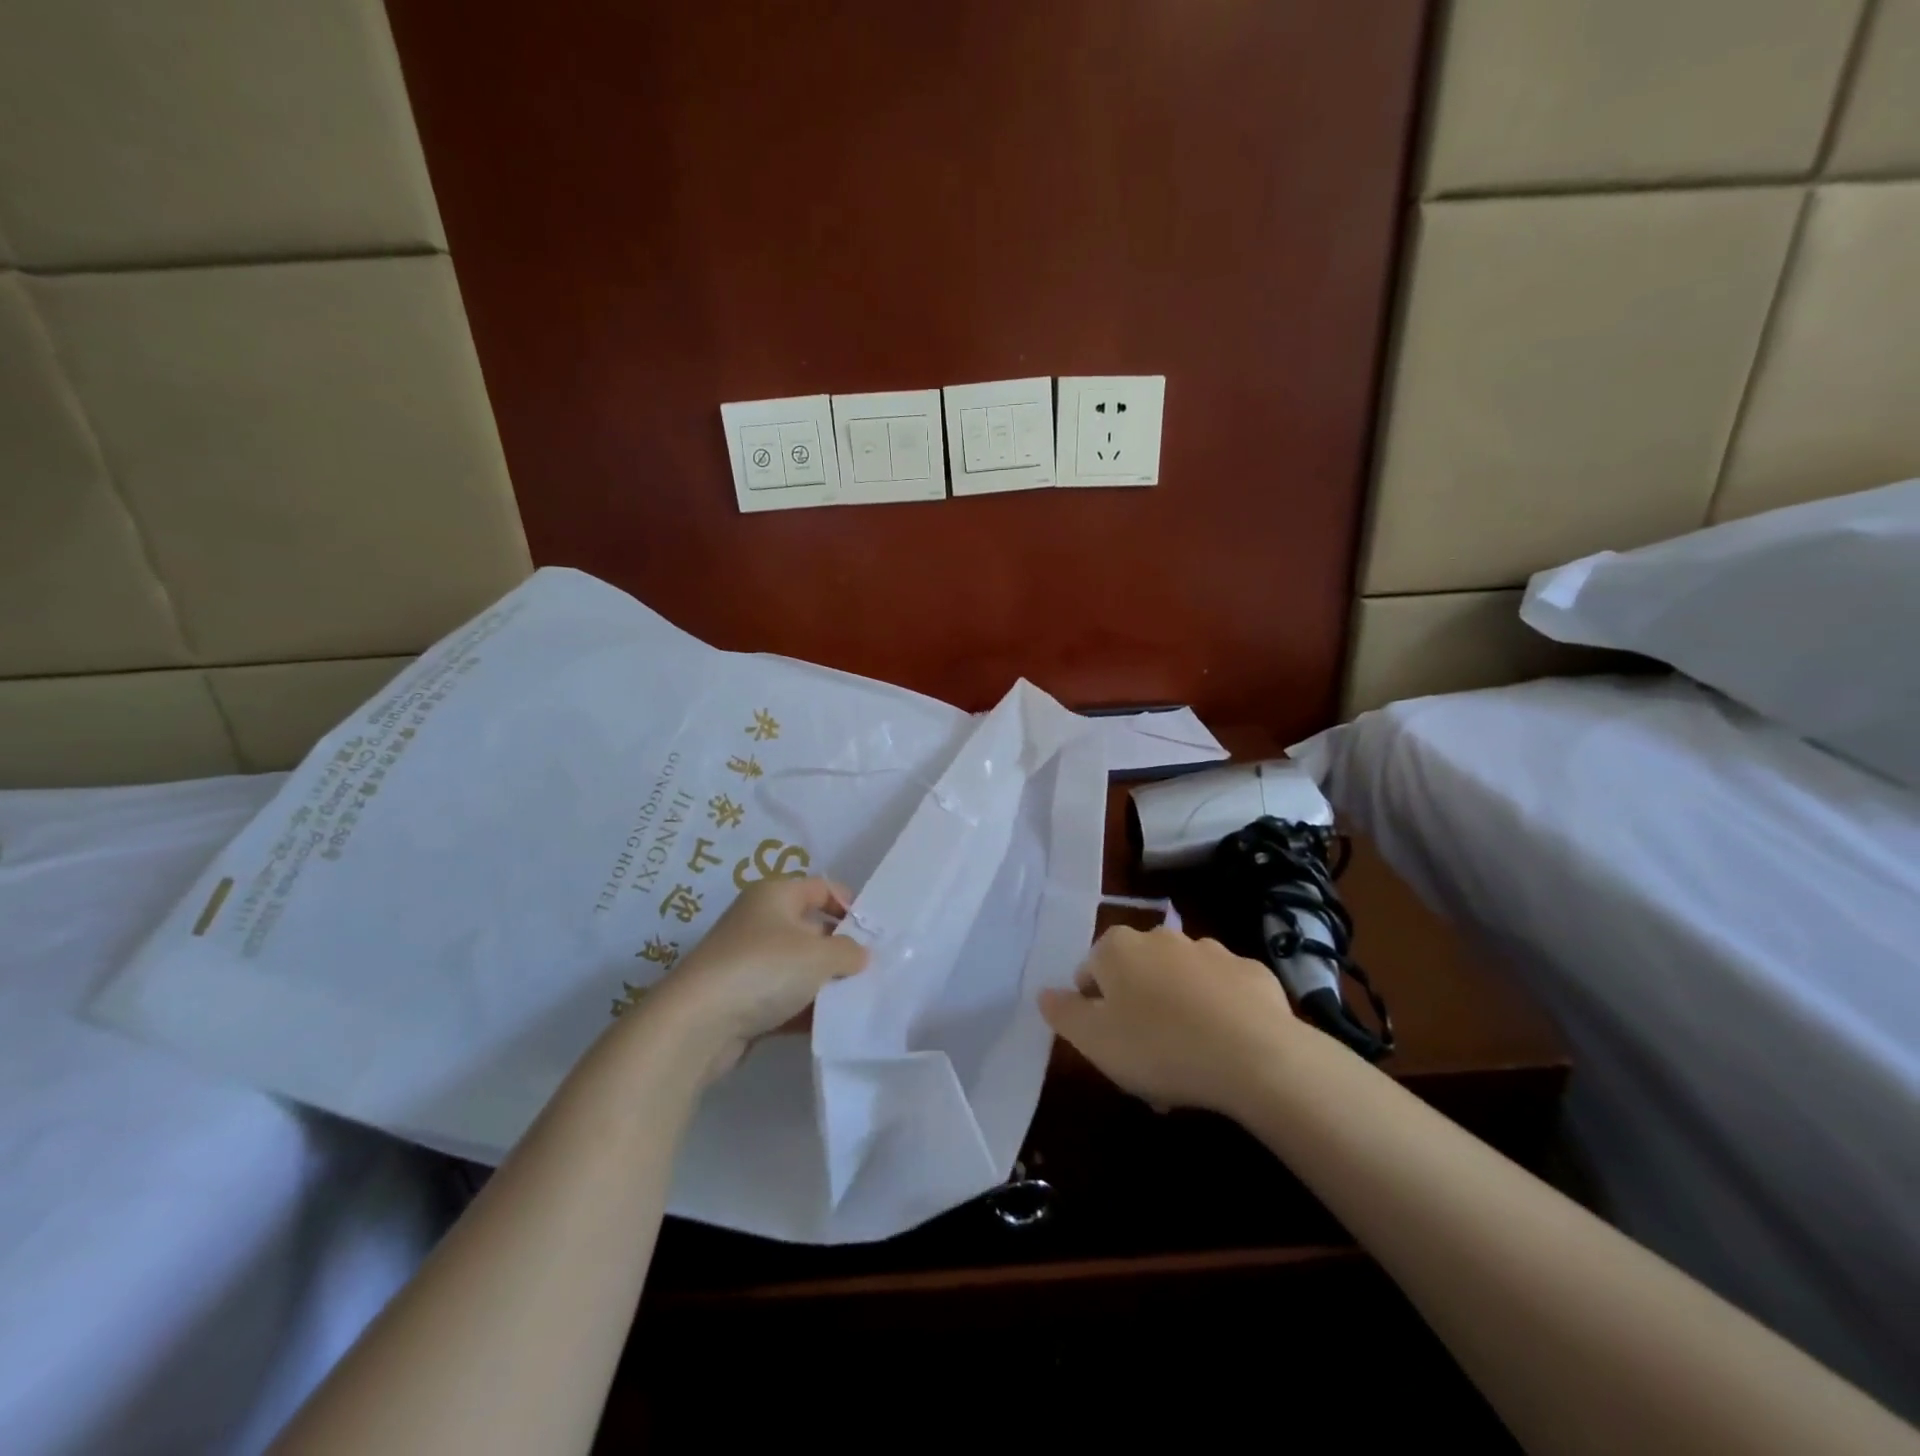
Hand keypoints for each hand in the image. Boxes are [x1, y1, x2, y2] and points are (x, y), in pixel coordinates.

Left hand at [638, 877, 867, 1084]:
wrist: (697, 1024)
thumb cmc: (764, 969)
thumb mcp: (819, 955)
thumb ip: (848, 952)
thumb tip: (860, 955)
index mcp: (774, 895)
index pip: (821, 888)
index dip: (849, 905)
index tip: (874, 933)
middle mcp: (759, 921)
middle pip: (811, 928)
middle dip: (840, 948)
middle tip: (870, 969)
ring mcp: (747, 961)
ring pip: (798, 966)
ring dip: (824, 982)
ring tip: (856, 999)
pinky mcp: (741, 998)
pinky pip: (783, 997)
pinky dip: (804, 1008)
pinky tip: (829, 1024)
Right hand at [1039, 926, 1300, 1115]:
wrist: (1256, 1055)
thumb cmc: (1159, 1047)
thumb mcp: (1094, 1041)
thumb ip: (1063, 1013)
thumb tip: (1045, 992)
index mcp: (1117, 948)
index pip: (1089, 971)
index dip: (1093, 1009)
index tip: (1108, 1046)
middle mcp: (1161, 937)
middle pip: (1136, 974)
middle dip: (1136, 1009)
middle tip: (1145, 1059)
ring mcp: (1211, 950)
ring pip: (1180, 981)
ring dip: (1177, 1010)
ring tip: (1187, 1062)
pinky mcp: (1252, 971)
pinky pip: (1224, 992)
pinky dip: (1219, 1012)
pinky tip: (1226, 1049)